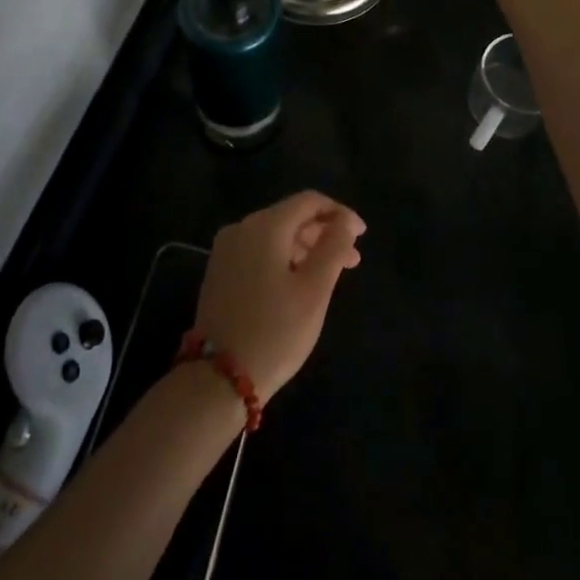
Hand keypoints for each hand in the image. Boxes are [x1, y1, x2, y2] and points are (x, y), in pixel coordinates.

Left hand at [192, 191, 365, 399]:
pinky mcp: (220, 271)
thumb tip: (346, 221)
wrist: (218, 378)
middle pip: (291, 217)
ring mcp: (226, 250)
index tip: (362, 235)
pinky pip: (259, 251)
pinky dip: (283, 259)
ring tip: (331, 273)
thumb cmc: (275, 332)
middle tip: (353, 260)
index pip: (308, 201)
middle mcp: (241, 228)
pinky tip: (300, 281)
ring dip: (305, 248)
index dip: (339, 213)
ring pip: (275, 235)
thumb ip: (333, 248)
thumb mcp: (313, 290)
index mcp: (264, 226)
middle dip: (324, 233)